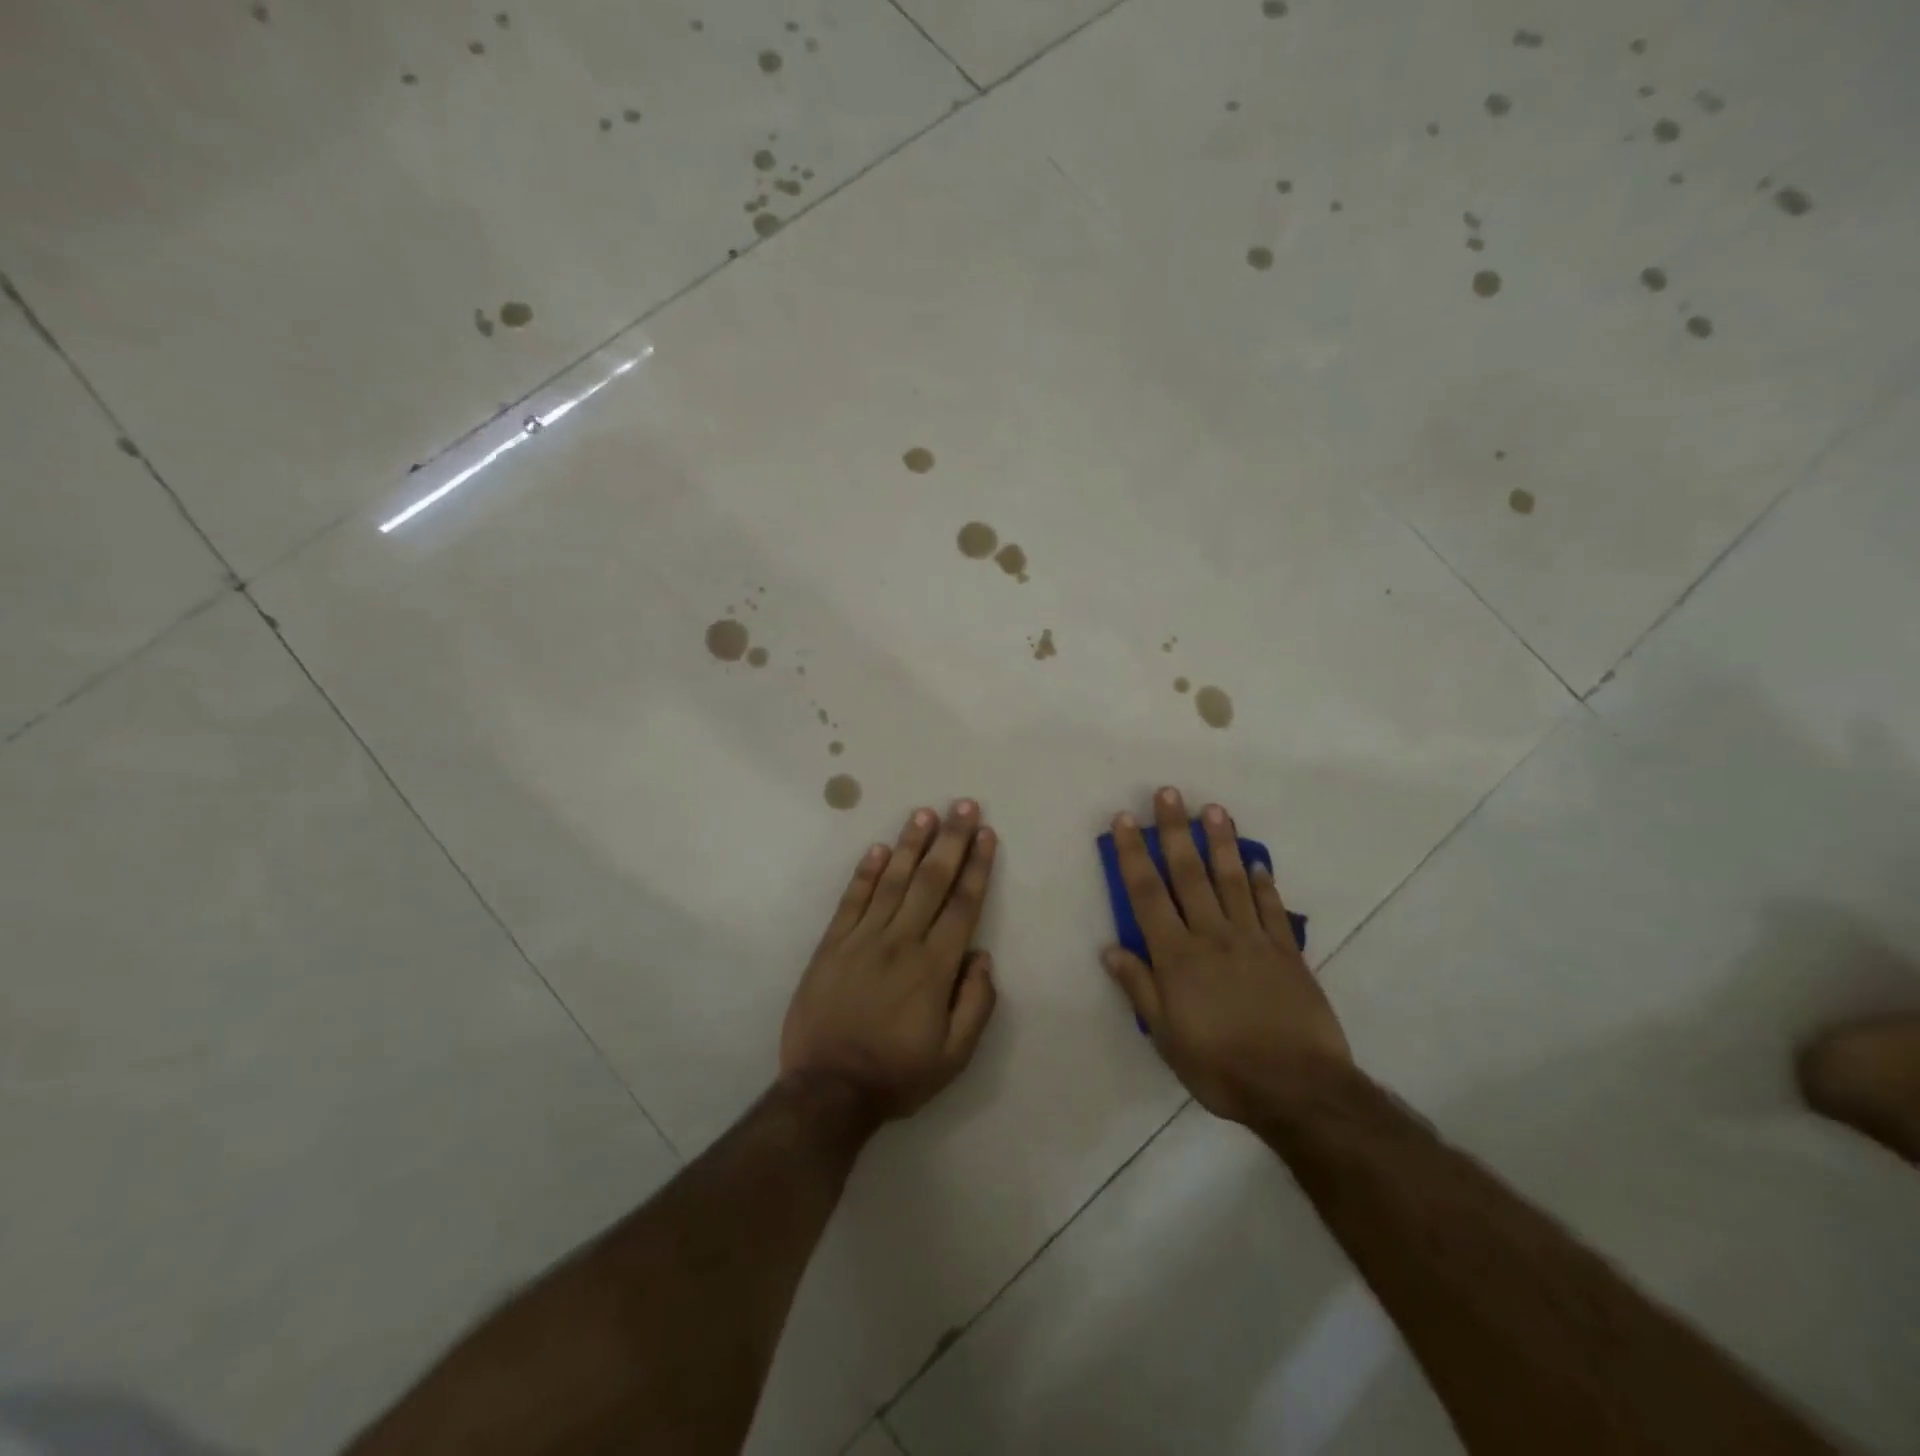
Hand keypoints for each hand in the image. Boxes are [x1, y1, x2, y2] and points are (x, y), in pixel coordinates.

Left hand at [780, 800, 999, 1122]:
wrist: (828, 1090)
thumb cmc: (897, 1074)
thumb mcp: (954, 1056)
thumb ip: (976, 1003)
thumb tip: (982, 956)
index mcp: (935, 967)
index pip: (962, 905)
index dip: (977, 867)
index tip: (987, 834)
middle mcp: (901, 942)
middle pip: (931, 881)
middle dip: (951, 840)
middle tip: (964, 806)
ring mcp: (862, 939)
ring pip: (892, 881)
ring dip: (910, 844)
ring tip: (925, 813)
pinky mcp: (832, 944)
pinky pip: (852, 900)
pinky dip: (865, 872)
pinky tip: (878, 848)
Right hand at [1103, 788, 1349, 1124]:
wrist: (1297, 1088)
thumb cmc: (1220, 1066)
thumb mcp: (1166, 1037)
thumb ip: (1140, 988)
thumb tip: (1111, 948)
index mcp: (1177, 956)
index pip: (1147, 894)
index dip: (1132, 854)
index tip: (1123, 820)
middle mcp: (1212, 935)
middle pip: (1189, 874)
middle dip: (1174, 831)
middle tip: (1169, 793)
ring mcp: (1253, 940)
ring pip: (1231, 880)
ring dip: (1220, 842)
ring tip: (1213, 809)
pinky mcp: (1287, 952)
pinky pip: (1272, 908)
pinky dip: (1264, 882)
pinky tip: (1257, 862)